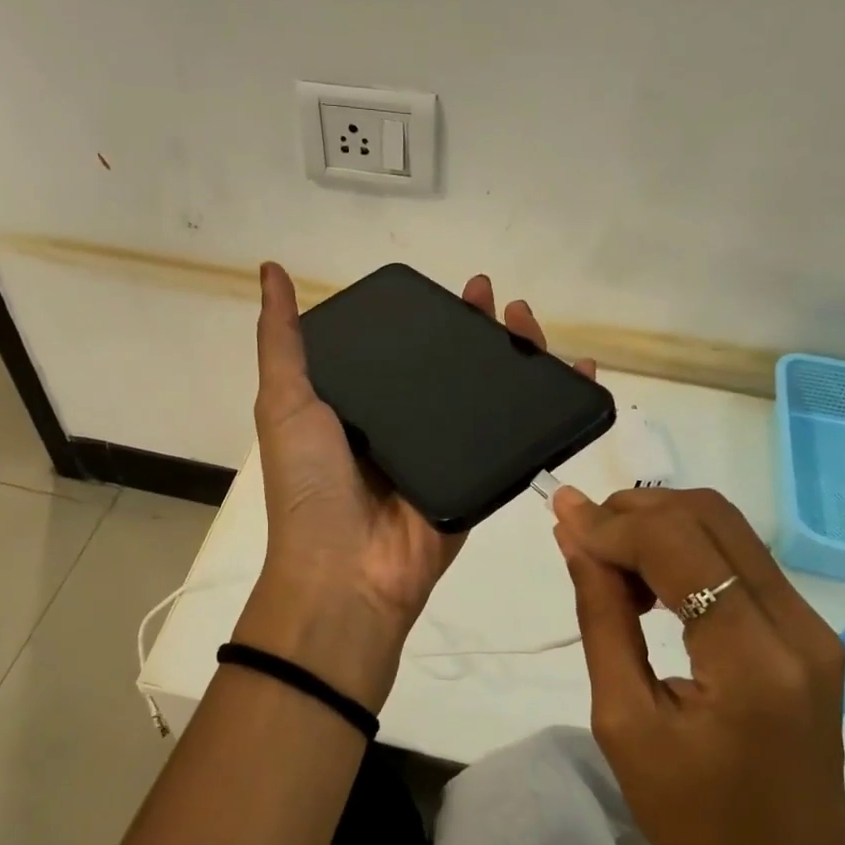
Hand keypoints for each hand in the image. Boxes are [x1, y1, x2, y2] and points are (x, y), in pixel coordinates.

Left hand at [237, 262, 589, 710]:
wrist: (346, 574)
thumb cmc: (311, 484)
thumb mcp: (285, 402)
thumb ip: (281, 341)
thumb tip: (270, 270)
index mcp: (363, 405)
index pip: (406, 348)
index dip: (431, 317)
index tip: (455, 289)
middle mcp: (406, 425)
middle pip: (454, 367)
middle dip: (480, 330)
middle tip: (500, 299)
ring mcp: (446, 454)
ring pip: (490, 396)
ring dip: (517, 358)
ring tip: (531, 324)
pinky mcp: (479, 481)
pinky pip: (518, 439)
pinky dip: (550, 409)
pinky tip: (574, 372)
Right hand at [551, 486, 844, 844]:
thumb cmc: (695, 826)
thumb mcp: (625, 723)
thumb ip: (602, 617)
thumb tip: (575, 539)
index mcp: (752, 658)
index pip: (676, 544)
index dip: (611, 522)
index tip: (560, 518)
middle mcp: (797, 625)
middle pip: (710, 516)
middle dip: (635, 510)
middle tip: (582, 535)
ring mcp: (812, 627)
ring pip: (727, 529)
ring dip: (660, 526)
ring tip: (609, 562)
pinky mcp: (809, 635)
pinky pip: (740, 561)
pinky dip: (686, 551)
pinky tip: (650, 583)